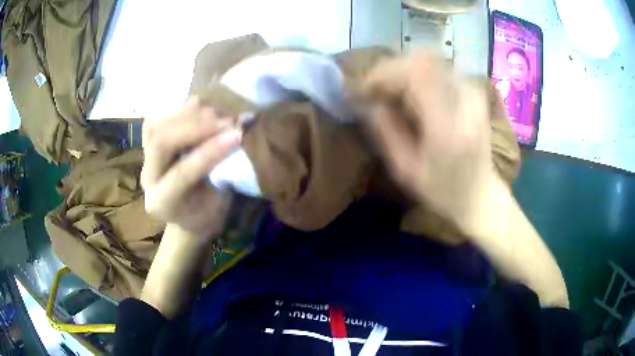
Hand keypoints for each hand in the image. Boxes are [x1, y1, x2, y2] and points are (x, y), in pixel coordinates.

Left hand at [141, 96, 241, 237]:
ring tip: (216, 113)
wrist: (187, 214)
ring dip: (189, 114)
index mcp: (163, 202)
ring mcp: (145, 158)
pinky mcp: (148, 143)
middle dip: (196, 126)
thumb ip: (222, 174)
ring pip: (157, 125)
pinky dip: (180, 109)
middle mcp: (148, 178)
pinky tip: (201, 108)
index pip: (182, 172)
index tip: (238, 135)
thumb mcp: (218, 204)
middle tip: (226, 120)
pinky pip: (159, 117)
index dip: (210, 151)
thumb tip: (235, 135)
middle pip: (161, 142)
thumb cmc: (207, 212)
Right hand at [363, 52, 503, 230]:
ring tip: (392, 92)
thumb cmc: (443, 191)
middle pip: (422, 60)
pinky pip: (440, 68)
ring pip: (430, 59)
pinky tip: (412, 93)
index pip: (415, 73)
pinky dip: (418, 74)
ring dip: (404, 71)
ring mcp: (473, 92)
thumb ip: (385, 132)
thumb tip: (367, 101)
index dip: (384, 73)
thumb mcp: (406, 171)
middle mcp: (465, 101)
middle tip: (376, 91)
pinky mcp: (473, 91)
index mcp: (448, 126)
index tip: (365, 90)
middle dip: (391, 70)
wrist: (481, 194)